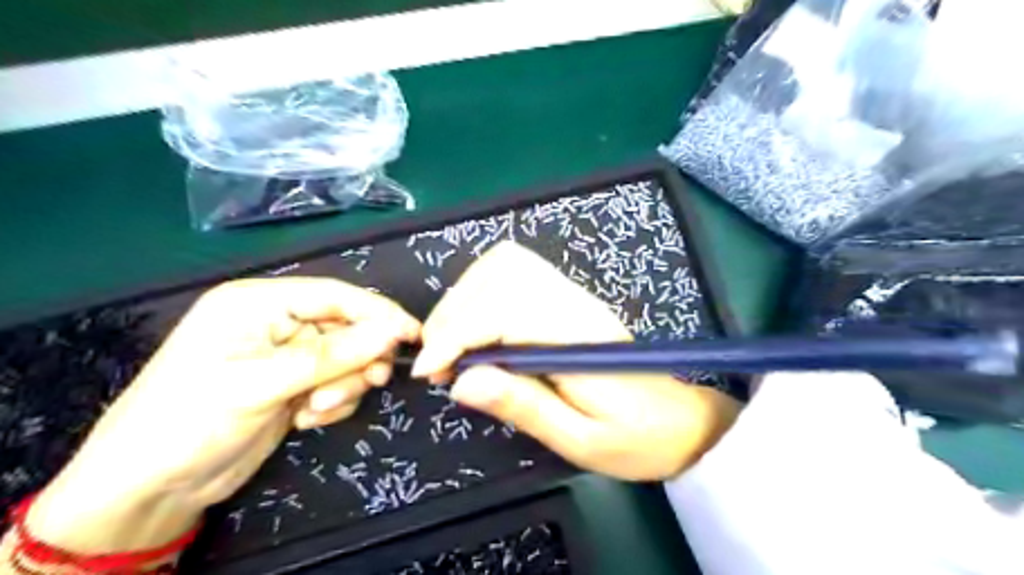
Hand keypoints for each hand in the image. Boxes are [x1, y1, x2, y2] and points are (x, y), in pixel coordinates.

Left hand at [29, 279, 416, 551]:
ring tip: (314, 411)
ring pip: (346, 359)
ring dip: (342, 386)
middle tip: (371, 382)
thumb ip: (334, 354)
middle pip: (346, 328)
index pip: (335, 295)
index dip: (378, 312)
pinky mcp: (294, 384)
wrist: (151, 489)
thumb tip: (394, 330)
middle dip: (357, 359)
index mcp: (259, 303)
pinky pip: (336, 383)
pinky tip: (304, 420)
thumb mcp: (264, 383)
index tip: (414, 334)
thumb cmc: (193, 420)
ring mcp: (286, 355)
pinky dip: (332, 403)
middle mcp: (276, 322)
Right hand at [410, 241, 740, 479]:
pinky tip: (477, 326)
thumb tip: (461, 382)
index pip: (502, 311)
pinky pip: (516, 271)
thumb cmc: (637, 438)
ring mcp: (572, 294)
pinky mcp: (568, 297)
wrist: (684, 420)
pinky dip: (482, 291)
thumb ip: (524, 407)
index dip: (456, 335)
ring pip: (504, 264)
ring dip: (464, 298)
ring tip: (452, 344)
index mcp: (576, 338)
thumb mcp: (581, 440)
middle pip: (497, 276)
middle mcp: (572, 303)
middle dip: (453, 315)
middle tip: (438, 363)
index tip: (430, 372)